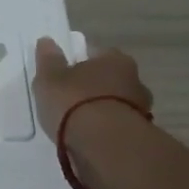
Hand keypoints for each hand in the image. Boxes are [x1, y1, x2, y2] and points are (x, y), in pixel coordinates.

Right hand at [32, 37, 152, 139]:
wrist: (105, 146)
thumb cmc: (75, 103)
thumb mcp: (50, 79)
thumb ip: (48, 60)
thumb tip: (47, 41)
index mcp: (115, 59)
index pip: (96, 54)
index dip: (78, 63)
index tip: (63, 75)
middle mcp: (135, 80)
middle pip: (109, 80)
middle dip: (93, 88)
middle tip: (69, 100)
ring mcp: (141, 109)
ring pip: (115, 105)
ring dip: (101, 111)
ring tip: (78, 124)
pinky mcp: (139, 136)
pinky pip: (117, 127)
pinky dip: (105, 131)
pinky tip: (89, 139)